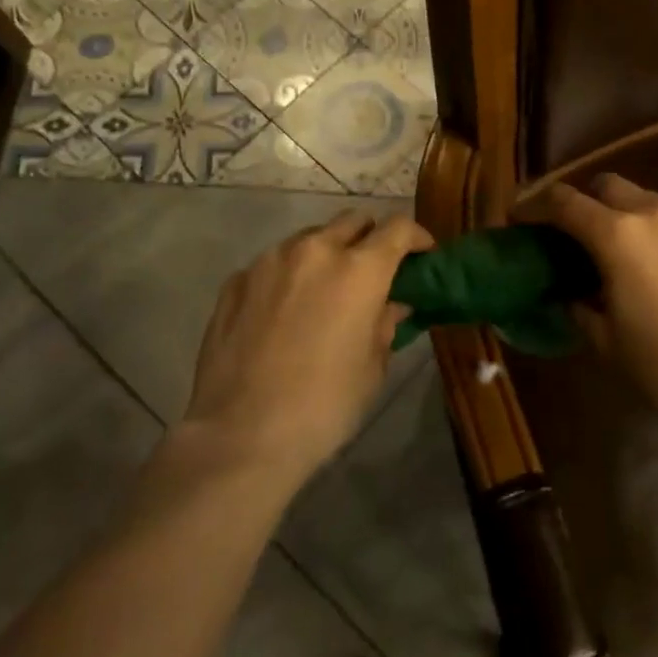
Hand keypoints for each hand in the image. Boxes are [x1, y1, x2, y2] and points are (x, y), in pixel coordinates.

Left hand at [184, 209, 432, 483]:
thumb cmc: (323, 406)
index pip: (398, 228)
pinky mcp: (236, 281)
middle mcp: (315, 251)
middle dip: (370, 239)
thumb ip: (384, 324)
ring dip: (327, 254)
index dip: (416, 237)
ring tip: (325, 292)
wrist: (240, 435)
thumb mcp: (371, 368)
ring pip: (310, 238)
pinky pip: (274, 264)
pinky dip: (289, 276)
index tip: (422, 255)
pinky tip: (284, 313)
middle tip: (373, 272)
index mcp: (359, 270)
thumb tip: (391, 305)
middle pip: (353, 221)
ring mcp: (269, 261)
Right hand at [544, 175, 657, 429]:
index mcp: (617, 234)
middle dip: (584, 201)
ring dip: (624, 215)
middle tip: (574, 234)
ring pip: (646, 200)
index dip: (535, 205)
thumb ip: (580, 306)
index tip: (520, 217)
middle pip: (607, 185)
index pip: (564, 201)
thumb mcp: (606, 341)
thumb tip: (572, 295)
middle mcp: (654, 213)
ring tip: (622, 253)